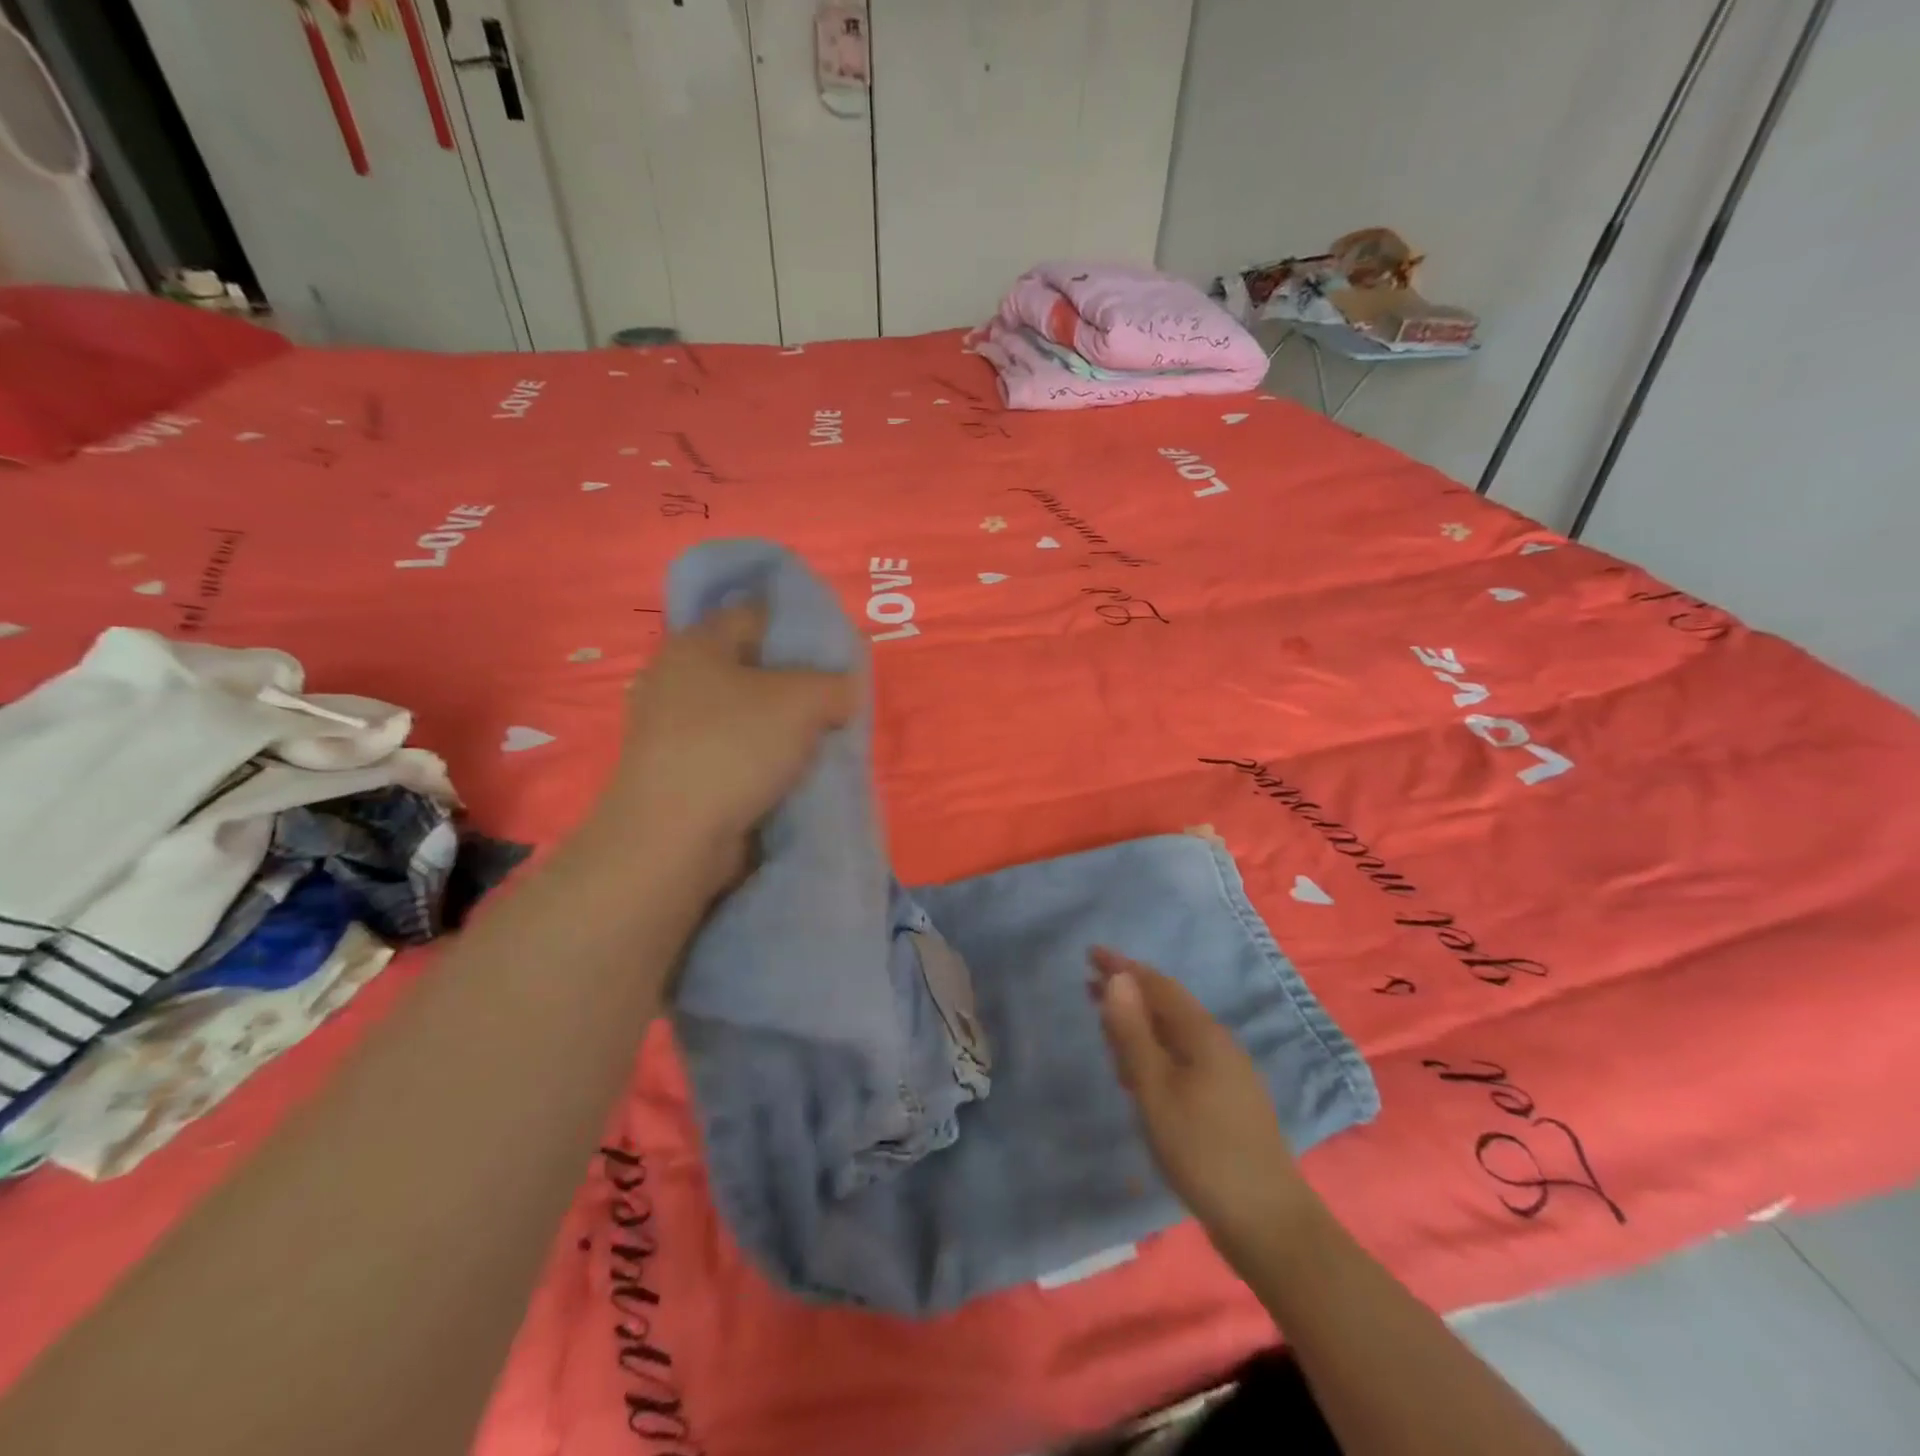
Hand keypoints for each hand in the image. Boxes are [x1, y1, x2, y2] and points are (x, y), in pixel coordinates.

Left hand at [597, 601, 857, 883]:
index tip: (838, 652)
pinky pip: (734, 752)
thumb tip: (847, 689)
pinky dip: (763, 759)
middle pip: (752, 668)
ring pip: (745, 715)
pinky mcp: (678, 772)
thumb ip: (835, 684)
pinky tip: (793, 773)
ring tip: (823, 740)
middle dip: (797, 685)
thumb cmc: (734, 748)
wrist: (673, 838)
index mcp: (696, 644)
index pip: (756, 615)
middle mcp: (677, 679)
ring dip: (782, 728)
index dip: (800, 627)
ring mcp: (672, 730)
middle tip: (837, 700)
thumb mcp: (802, 701)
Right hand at [1092, 947, 1316, 1267]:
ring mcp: (1228, 1073)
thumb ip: (1133, 1033)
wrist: (1268, 1223)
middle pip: (1168, 1006)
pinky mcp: (1228, 1100)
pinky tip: (1140, 1071)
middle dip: (1129, 993)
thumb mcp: (1155, 1090)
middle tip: (1089, 985)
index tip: (1091, 954)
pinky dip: (1154, 1051)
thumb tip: (1118, 978)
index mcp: (1203, 1035)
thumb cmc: (1202, 1151)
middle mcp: (1218, 1044)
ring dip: (1140, 1023)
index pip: (1157, 985)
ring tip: (1107, 1024)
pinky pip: (1183, 1057)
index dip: (1123, 967)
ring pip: (1175, 1034)